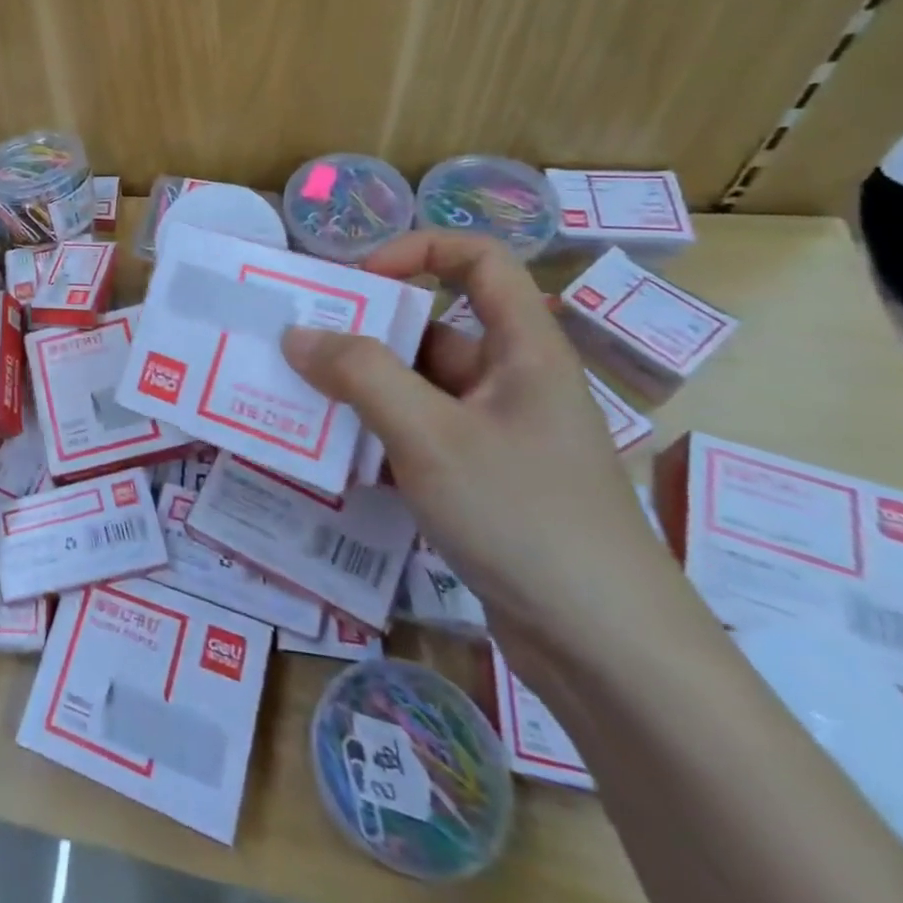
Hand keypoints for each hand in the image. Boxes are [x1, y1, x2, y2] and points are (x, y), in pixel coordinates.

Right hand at [279, 232, 686, 672]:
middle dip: (361, 336)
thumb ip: (360, 375)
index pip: (479, 260)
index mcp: (522, 348)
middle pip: (429, 330)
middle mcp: (509, 381)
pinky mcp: (478, 481)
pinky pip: (414, 437)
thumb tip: (297, 335)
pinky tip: (330, 460)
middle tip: (296, 350)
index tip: (358, 281)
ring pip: (414, 390)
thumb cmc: (524, 516)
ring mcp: (494, 435)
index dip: (417, 251)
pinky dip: (373, 439)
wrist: (606, 651)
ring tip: (296, 403)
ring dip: (358, 394)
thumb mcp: (430, 435)